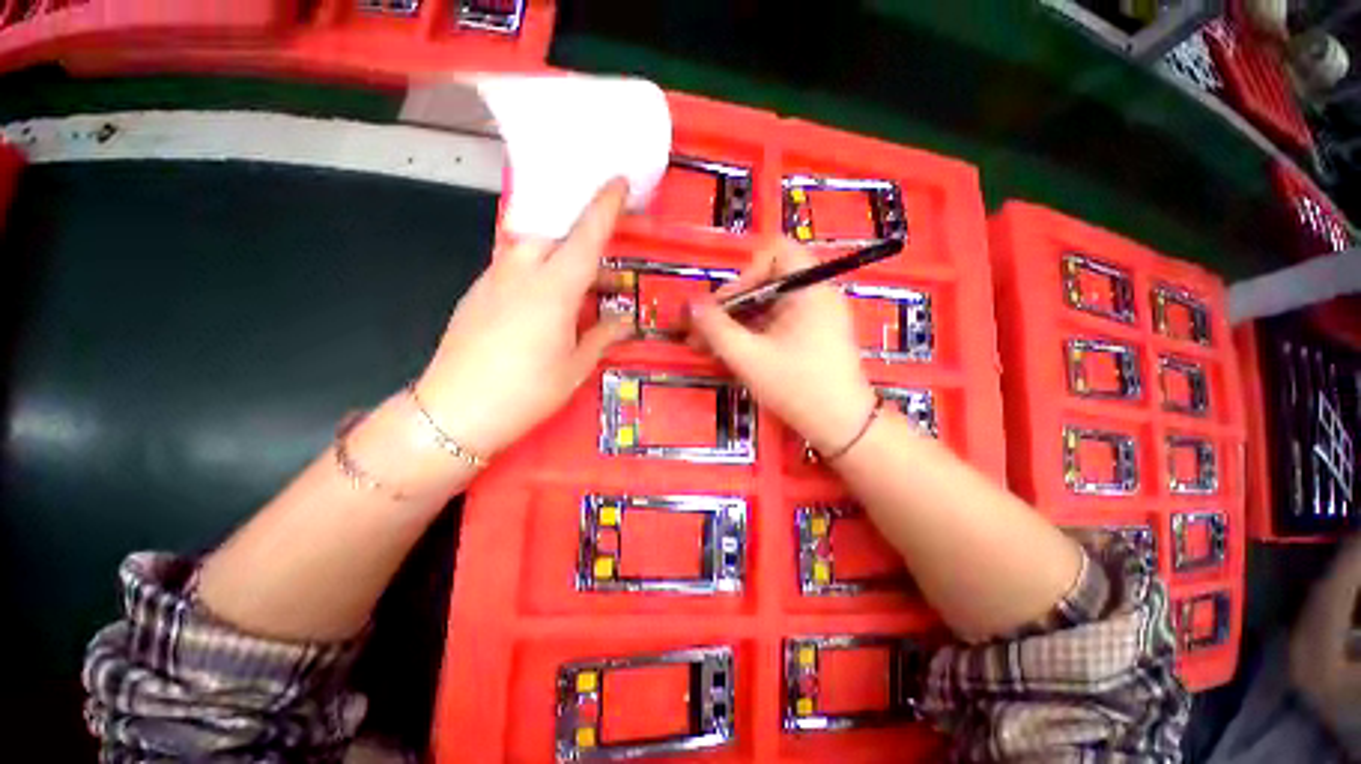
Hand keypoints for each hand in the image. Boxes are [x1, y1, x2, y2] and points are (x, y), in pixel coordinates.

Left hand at [414, 180, 632, 457]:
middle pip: (553, 232)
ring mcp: (493, 279)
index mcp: (553, 289)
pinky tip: (544, 304)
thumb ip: (603, 336)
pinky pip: (513, 265)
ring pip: (531, 247)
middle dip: (579, 234)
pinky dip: (536, 270)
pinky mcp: (477, 292)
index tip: (618, 179)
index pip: (585, 236)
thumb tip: (626, 323)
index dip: (605, 205)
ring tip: (576, 285)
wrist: (454, 412)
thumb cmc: (526, 392)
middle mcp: (521, 272)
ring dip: (557, 254)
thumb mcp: (575, 367)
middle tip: (601, 260)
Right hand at [688, 240, 878, 454]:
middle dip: (730, 305)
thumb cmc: (797, 387)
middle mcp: (815, 294)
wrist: (842, 427)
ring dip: (736, 323)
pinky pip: (776, 323)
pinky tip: (732, 353)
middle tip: (701, 332)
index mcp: (809, 288)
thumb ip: (715, 328)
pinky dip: (752, 334)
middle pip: (765, 282)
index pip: (774, 252)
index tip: (726, 305)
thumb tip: (689, 304)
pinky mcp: (812, 335)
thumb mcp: (748, 357)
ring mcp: (816, 316)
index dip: (745, 273)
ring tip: (707, 347)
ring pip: (767, 306)